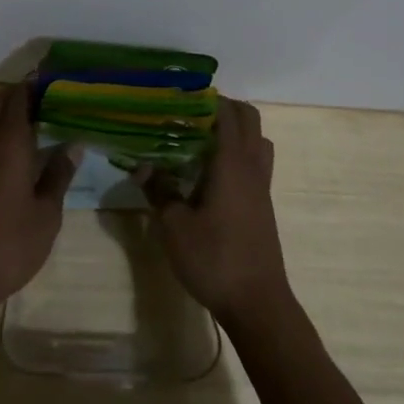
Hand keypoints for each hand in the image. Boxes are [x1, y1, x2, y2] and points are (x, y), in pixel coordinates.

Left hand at [0, 84, 80, 311]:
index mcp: (8, 144)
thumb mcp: (46, 212)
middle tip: (55, 95)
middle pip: (2, 105)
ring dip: (15, 116)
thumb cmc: (10, 242)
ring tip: (48, 119)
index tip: (56, 75)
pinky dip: (8, 137)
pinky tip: (28, 152)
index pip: (18, 97)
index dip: (35, 82)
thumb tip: (73, 145)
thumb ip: (58, 175)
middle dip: (24, 94)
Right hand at [140, 98, 291, 325]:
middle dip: (223, 109)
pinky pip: (256, 162)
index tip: (179, 99)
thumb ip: (159, 191)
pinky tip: (211, 174)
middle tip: (190, 117)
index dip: (206, 99)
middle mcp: (252, 166)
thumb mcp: (175, 226)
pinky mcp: (263, 204)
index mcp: (232, 162)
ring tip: (202, 141)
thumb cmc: (214, 259)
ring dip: (235, 131)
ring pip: (257, 140)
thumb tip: (141, 166)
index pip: (227, 112)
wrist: (257, 303)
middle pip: (249, 118)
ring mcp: (262, 185)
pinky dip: (239, 154)